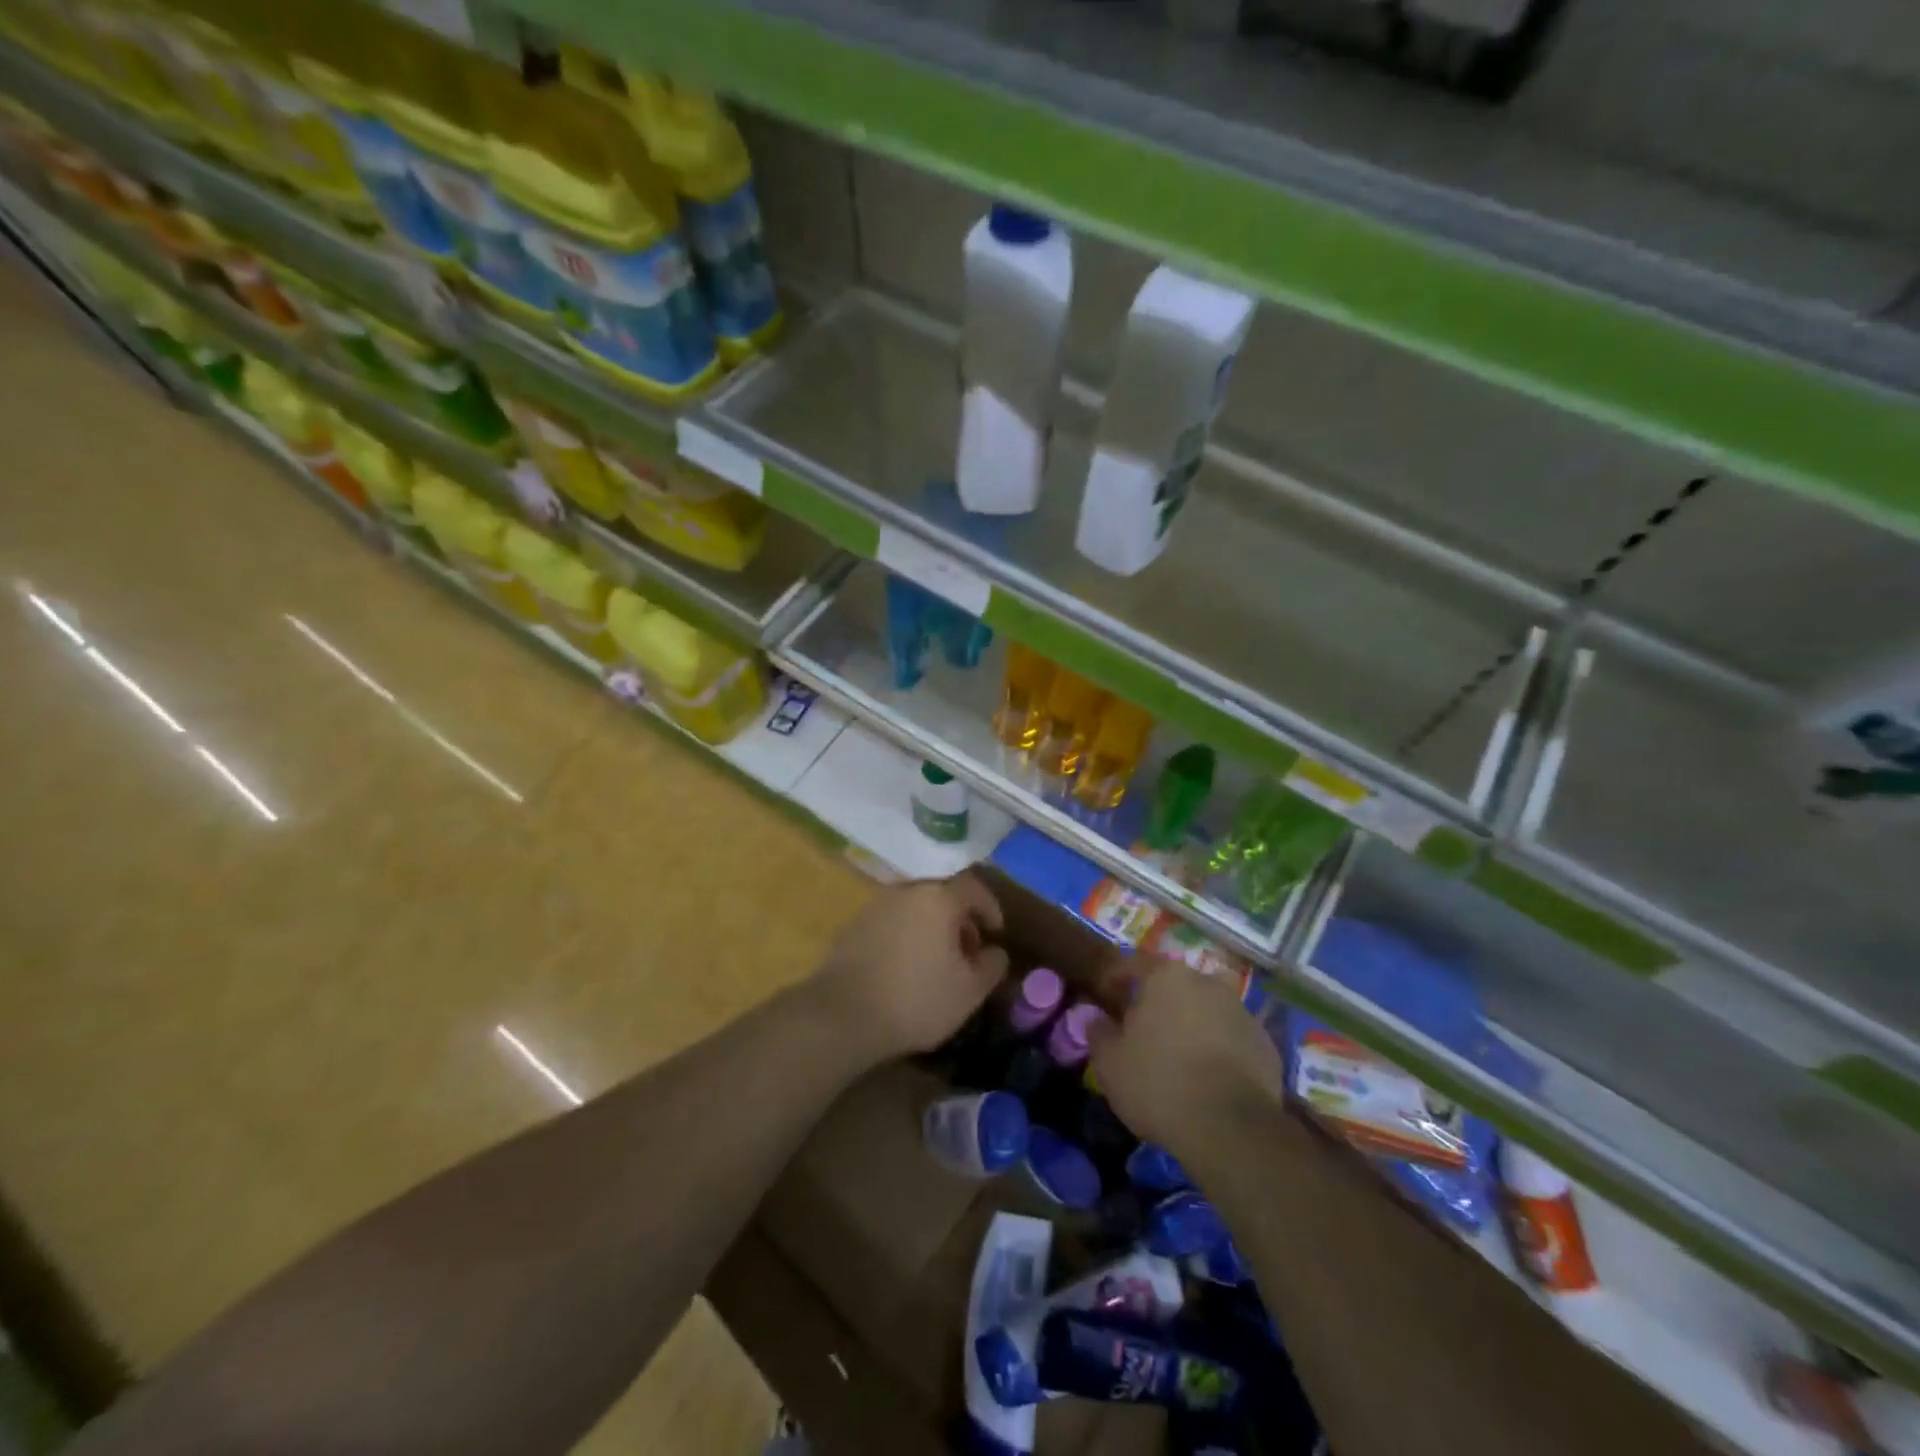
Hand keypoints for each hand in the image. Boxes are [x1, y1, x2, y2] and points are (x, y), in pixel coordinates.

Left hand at [809, 874, 1008, 1066]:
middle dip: (962, 918)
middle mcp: (906, 891)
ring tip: (939, 962)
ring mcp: (876, 905)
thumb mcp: (969, 991)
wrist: (842, 1015)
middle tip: (969, 950)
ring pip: (916, 907)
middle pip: (943, 894)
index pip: (974, 887)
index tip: (996, 933)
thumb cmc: (916, 999)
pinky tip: (908, 967)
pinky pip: (894, 920)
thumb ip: (992, 965)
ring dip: (934, 926)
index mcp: (938, 897)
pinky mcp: (855, 924)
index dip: (990, 907)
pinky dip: (909, 934)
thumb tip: (995, 951)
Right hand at [1087, 956, 1284, 1166]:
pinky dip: (1218, 1048)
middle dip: (1157, 1001)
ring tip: (1178, 1055)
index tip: (1105, 994)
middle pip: (1174, 984)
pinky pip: (1231, 1037)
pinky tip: (1208, 1076)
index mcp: (1166, 976)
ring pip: (1205, 1009)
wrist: (1232, 1128)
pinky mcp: (1265, 1043)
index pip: (1133, 963)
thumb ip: (1099, 1032)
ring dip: (1191, 1023)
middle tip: (1142, 1029)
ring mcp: (1240, 1011)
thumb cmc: (1159, 1083)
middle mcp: (1206, 982)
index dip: (1116, 978)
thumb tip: (1096, 1018)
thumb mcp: (1110, 1063)